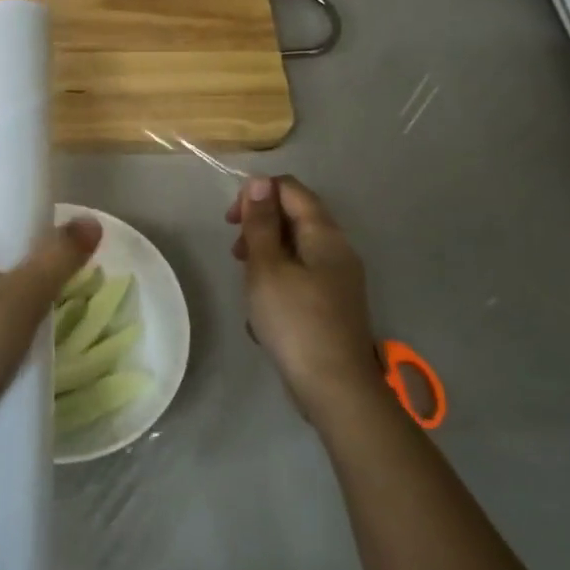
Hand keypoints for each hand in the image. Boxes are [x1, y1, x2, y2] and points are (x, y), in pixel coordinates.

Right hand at [228, 176, 379, 426]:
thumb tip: (259, 182)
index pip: (291, 189)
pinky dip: (278, 284)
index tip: (231, 221)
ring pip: (295, 250)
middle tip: (236, 255)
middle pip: (294, 217)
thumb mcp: (267, 268)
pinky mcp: (333, 304)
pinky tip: (263, 313)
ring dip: (265, 258)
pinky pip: (301, 278)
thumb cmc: (295, 321)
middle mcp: (338, 249)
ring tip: (247, 286)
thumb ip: (260, 224)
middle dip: (259, 228)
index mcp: (325, 234)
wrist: (335, 386)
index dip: (257, 194)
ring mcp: (338, 278)